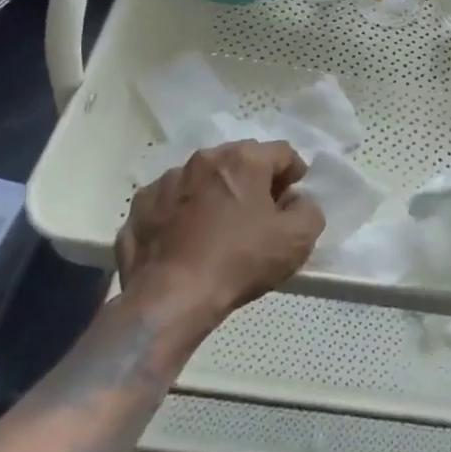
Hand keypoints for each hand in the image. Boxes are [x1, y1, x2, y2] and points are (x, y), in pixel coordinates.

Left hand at [116, 141, 324, 328]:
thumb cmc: (240, 261)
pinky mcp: (140, 205)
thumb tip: (297, 201)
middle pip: (240, 161)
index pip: (282, 152)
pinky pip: (172, 201)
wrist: (170, 298)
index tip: (293, 197)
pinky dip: (183, 213)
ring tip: (220, 228)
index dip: (294, 173)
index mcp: (243, 159)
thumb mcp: (298, 239)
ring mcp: (167, 180)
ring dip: (216, 194)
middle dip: (254, 181)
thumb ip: (309, 210)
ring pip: (203, 179)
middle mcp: (204, 159)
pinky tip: (187, 240)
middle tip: (261, 213)